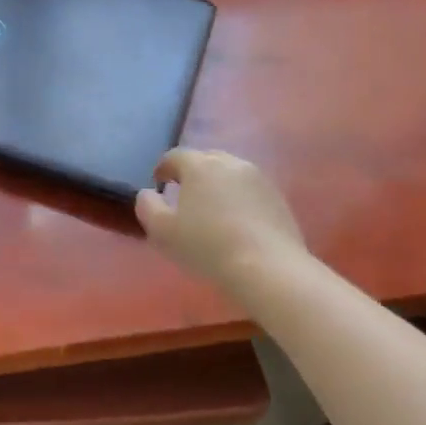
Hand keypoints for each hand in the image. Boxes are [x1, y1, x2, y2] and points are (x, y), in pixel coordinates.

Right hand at [135, 149, 307, 291]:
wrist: (268, 268)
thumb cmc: (207, 246)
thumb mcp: (162, 230)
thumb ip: (147, 206)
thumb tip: (148, 193)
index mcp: (200, 165)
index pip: (175, 156)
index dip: (163, 168)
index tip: (159, 184)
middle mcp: (231, 163)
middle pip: (206, 159)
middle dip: (192, 172)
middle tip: (184, 195)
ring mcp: (259, 179)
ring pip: (230, 173)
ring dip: (217, 184)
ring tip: (211, 209)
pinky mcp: (278, 198)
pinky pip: (250, 190)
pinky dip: (239, 198)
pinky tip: (236, 222)